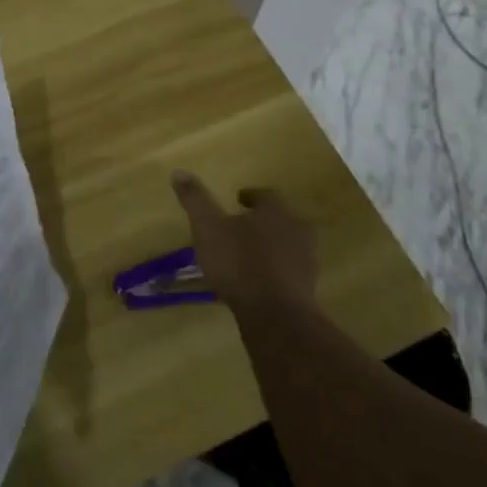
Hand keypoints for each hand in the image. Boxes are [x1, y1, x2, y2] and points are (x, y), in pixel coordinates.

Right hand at [169, 172, 318, 308]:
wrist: (275, 315)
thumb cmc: (238, 263)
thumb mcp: (208, 228)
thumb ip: (195, 200)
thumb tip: (179, 171)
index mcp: (276, 211)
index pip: (266, 195)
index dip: (251, 196)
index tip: (238, 199)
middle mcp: (297, 230)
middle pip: (281, 219)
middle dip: (263, 221)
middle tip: (245, 226)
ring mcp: (306, 261)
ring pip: (288, 245)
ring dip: (271, 246)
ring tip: (249, 255)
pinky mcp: (307, 289)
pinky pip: (289, 272)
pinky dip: (276, 271)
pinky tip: (258, 281)